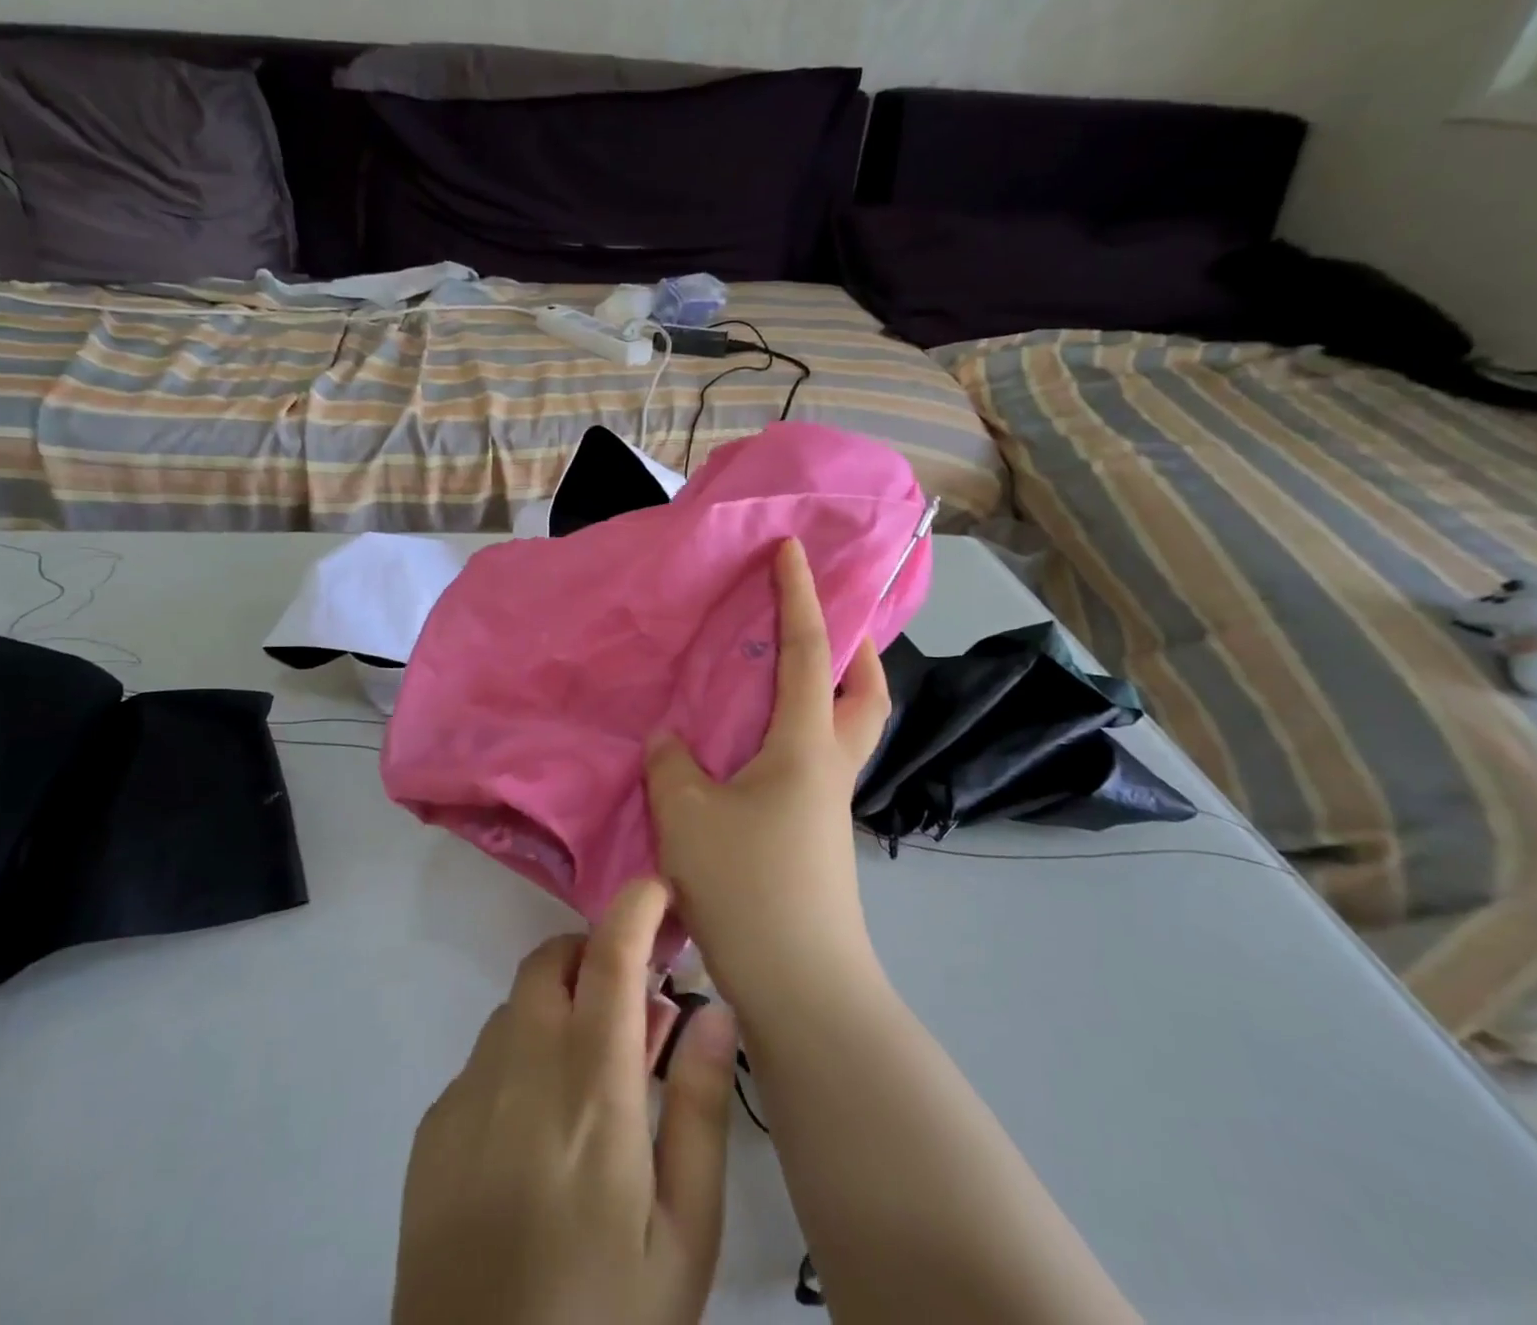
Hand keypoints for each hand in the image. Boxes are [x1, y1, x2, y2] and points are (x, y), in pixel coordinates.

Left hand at [393, 878, 739, 1324]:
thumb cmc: (606, 1319)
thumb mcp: (685, 1233)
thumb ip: (699, 1107)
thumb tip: (714, 1007)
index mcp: (591, 1088)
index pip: (609, 958)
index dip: (633, 907)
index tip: (657, 889)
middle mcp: (519, 1069)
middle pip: (551, 964)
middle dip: (594, 957)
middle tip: (631, 1009)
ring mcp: (466, 1095)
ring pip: (516, 1008)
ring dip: (557, 1010)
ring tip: (588, 1079)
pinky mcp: (432, 1129)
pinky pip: (483, 1059)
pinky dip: (519, 1059)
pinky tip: (536, 1132)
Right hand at [645, 537, 890, 1011]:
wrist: (801, 986)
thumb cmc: (748, 884)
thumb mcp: (688, 815)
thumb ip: (672, 765)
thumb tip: (671, 741)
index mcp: (806, 745)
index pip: (806, 651)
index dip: (799, 595)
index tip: (792, 550)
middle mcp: (830, 767)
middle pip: (864, 693)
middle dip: (853, 648)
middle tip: (823, 623)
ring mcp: (829, 806)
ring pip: (842, 731)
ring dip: (824, 694)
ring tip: (777, 682)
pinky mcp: (817, 838)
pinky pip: (812, 765)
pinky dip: (793, 738)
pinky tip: (751, 753)